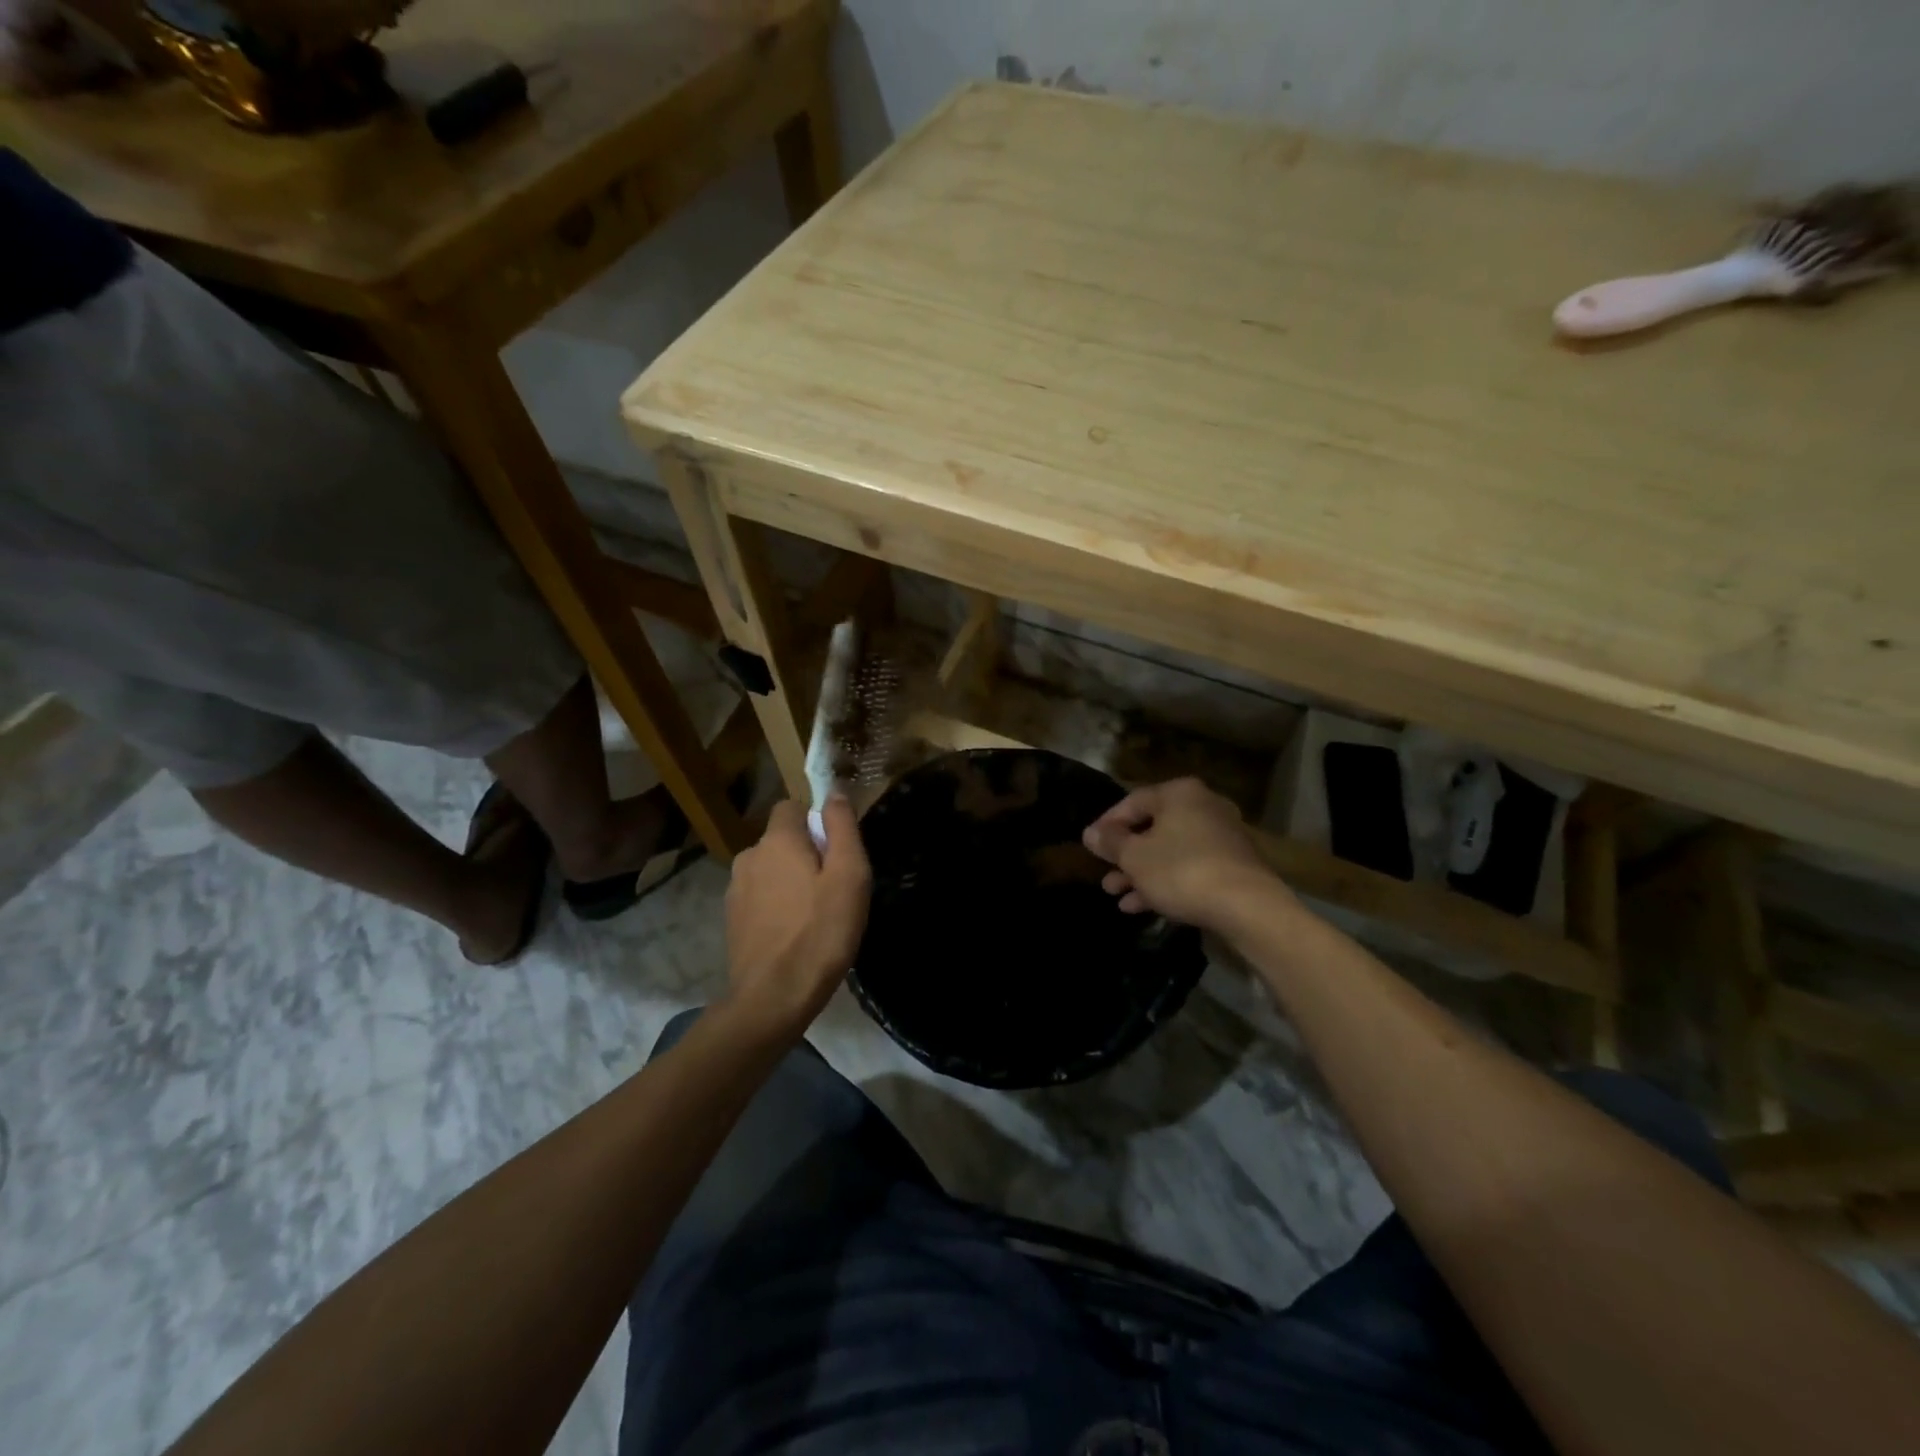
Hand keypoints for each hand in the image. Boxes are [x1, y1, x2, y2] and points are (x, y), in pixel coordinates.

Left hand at [723, 796, 871, 1037]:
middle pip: (781, 840)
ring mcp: (735, 890)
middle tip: (833, 888)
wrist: (773, 998)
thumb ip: (842, 828)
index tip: (836, 850)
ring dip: (789, 881)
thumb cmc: (821, 932)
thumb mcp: (849, 875)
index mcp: (777, 841)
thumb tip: (834, 793)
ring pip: (770, 870)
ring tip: (814, 915)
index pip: (791, 807)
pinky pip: (760, 897)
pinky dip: (776, 906)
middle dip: (805, 853)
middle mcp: (749, 857)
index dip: (815, 821)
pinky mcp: (731, 920)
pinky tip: (793, 934)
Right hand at [1082, 777, 1282, 931]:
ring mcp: (1221, 836)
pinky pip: (1189, 867)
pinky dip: (1166, 881)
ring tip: (1116, 895)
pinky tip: (1141, 906)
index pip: (1132, 801)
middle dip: (1125, 855)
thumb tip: (1090, 833)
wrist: (1247, 907)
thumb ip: (1110, 842)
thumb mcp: (1135, 857)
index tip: (1090, 846)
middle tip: (1104, 875)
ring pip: (1170, 851)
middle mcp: (1203, 806)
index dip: (1107, 824)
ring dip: (1141, 873)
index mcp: (1179, 794)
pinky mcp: (1232, 865)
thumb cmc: (1181, 870)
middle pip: (1153, 828)